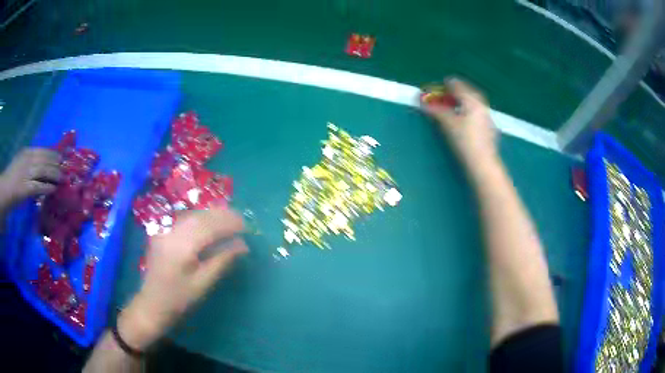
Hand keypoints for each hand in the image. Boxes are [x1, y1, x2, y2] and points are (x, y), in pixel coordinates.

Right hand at [0, 148, 60, 207]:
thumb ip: (29, 162)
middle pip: (45, 160)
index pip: (43, 151)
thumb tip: (40, 166)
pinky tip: (53, 189)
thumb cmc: (11, 177)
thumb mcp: (20, 163)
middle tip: (65, 168)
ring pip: (44, 171)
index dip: (53, 154)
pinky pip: (39, 187)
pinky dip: (47, 188)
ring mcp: (27, 173)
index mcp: (26, 152)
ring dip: (54, 175)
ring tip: (62, 179)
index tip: (60, 157)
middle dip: (56, 164)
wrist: (4, 189)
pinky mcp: (26, 188)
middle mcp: (28, 160)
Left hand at [119, 208, 247, 348]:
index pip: (209, 226)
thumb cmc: (179, 298)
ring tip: (229, 219)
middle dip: (222, 215)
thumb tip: (243, 245)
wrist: (152, 303)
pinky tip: (209, 222)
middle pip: (200, 216)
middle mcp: (171, 232)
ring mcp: (164, 229)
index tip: (246, 226)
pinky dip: (200, 218)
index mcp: (181, 246)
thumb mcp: (203, 283)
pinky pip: (184, 218)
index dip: (229, 223)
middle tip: (241, 220)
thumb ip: (222, 260)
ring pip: (192, 214)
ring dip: (212, 215)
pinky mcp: (162, 231)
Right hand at [423, 78, 497, 167]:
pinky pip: (476, 112)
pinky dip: (467, 112)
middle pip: (465, 91)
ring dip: (459, 103)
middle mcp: (481, 104)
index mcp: (472, 99)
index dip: (441, 86)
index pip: (455, 84)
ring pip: (472, 102)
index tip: (430, 91)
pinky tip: (462, 121)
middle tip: (440, 98)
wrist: (483, 163)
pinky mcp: (489, 127)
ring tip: (450, 109)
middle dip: (451, 93)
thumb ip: (435, 110)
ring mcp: (487, 115)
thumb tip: (422, 101)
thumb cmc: (465, 141)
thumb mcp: (448, 124)